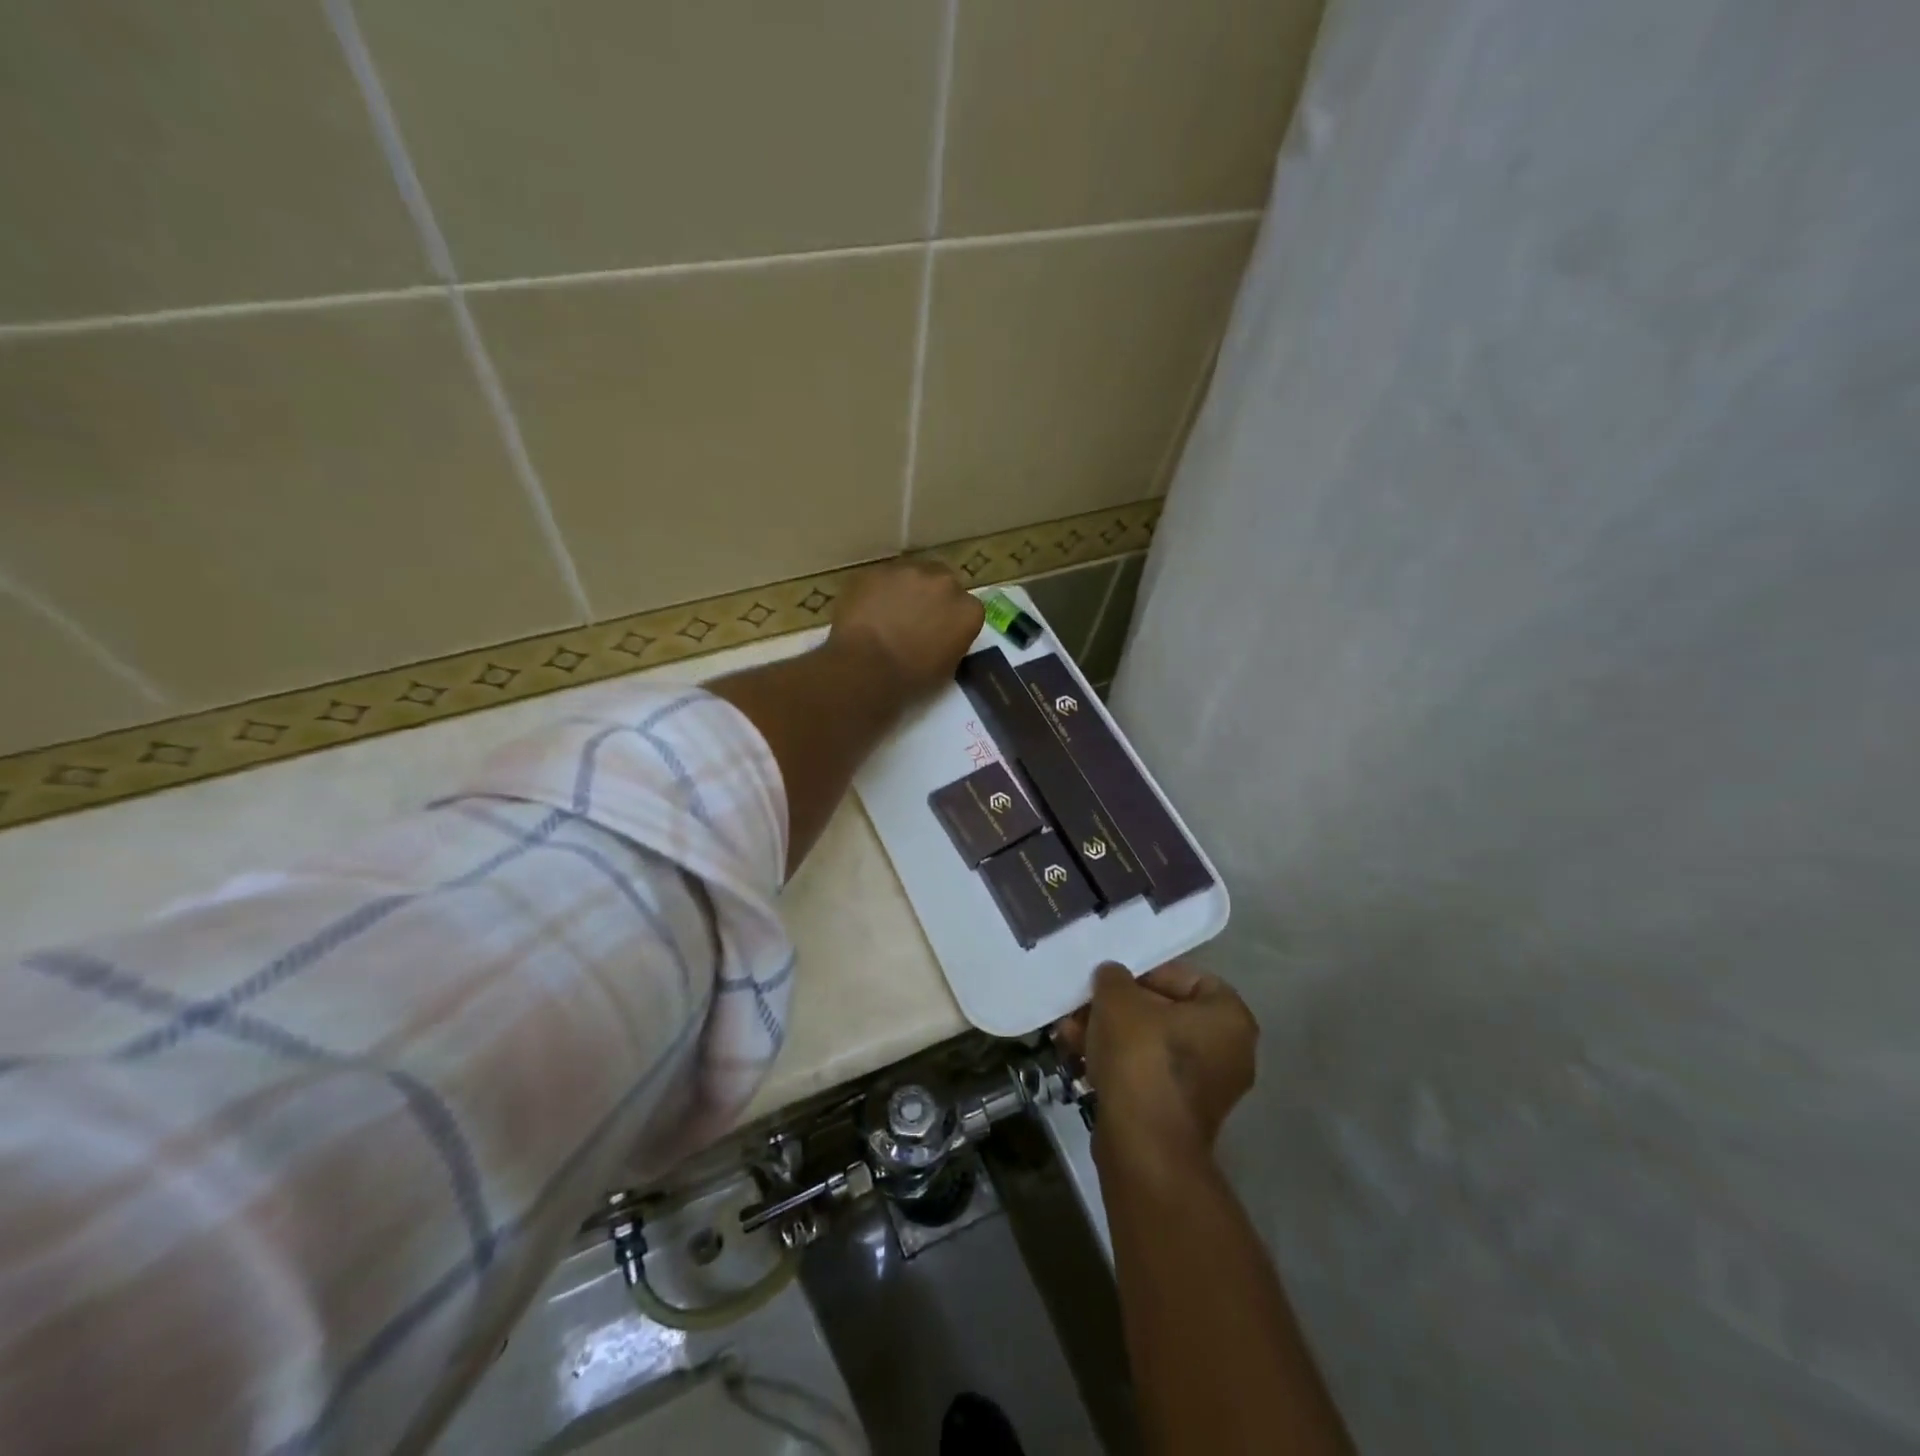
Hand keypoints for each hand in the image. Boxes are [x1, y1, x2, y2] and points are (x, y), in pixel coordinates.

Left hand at [828, 560, 983, 700]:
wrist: (867, 666)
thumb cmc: (910, 677)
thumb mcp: (945, 668)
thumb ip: (952, 644)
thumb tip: (942, 638)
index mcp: (968, 611)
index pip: (968, 608)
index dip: (952, 619)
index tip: (940, 632)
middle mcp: (945, 583)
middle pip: (943, 582)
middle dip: (932, 596)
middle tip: (914, 619)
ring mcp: (910, 571)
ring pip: (911, 575)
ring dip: (905, 590)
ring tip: (887, 614)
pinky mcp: (878, 569)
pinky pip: (882, 578)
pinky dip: (878, 590)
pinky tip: (867, 611)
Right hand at [1055, 961, 1258, 1166]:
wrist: (1143, 1144)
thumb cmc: (1141, 1057)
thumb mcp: (1118, 998)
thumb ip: (1114, 977)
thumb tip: (1112, 977)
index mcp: (1229, 1018)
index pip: (1188, 978)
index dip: (1147, 973)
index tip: (1114, 980)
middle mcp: (1228, 1052)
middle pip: (1165, 1013)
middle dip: (1118, 1008)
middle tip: (1085, 1004)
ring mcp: (1205, 1088)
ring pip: (1150, 1045)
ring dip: (1109, 1033)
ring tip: (1070, 1030)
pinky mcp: (1178, 1114)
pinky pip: (1147, 1073)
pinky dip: (1116, 1062)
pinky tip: (1078, 1055)